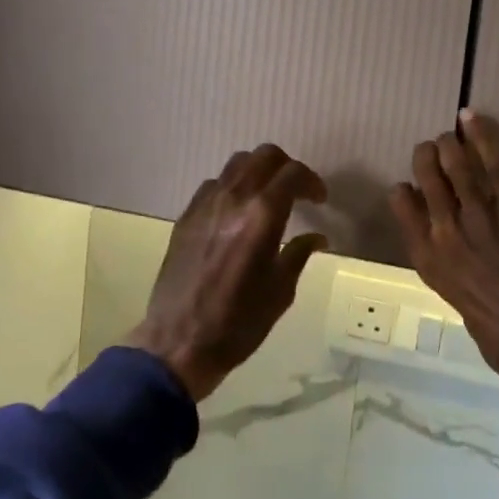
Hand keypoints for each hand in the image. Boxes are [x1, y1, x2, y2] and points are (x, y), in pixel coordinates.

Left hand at [125, 144, 327, 401]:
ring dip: (259, 172)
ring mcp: (205, 204)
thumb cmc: (239, 322)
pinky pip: (214, 185)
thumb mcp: (281, 291)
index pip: (293, 174)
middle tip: (297, 191)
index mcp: (262, 216)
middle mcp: (233, 199)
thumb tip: (318, 237)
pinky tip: (237, 213)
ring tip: (267, 197)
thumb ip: (299, 253)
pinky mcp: (186, 216)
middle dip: (287, 167)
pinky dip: (233, 187)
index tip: (319, 200)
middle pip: (264, 156)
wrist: (179, 343)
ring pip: (237, 164)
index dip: (312, 182)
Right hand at [389, 112, 498, 442]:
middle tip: (430, 147)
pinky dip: (482, 140)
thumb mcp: (454, 299)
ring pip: (456, 168)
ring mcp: (478, 219)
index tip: (411, 187)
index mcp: (427, 259)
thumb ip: (445, 263)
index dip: (403, 190)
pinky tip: (471, 122)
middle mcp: (445, 233)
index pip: (400, 206)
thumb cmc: (495, 334)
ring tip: (447, 134)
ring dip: (449, 145)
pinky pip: (493, 168)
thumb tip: (447, 237)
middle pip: (426, 179)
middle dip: (425, 157)